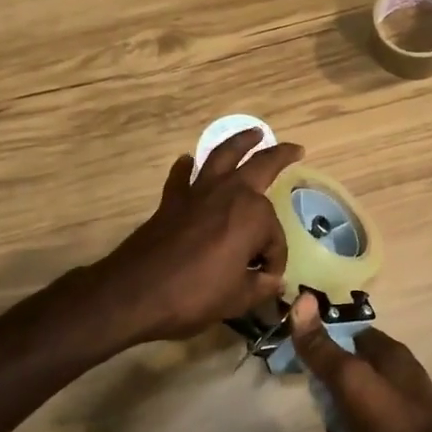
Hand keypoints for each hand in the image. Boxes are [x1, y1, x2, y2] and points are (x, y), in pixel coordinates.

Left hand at [87, 129, 303, 344]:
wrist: (135, 292)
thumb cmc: (194, 295)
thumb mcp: (238, 299)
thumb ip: (261, 286)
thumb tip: (272, 280)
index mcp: (253, 215)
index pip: (275, 238)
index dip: (274, 261)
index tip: (266, 280)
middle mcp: (230, 193)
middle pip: (261, 166)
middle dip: (280, 156)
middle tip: (295, 149)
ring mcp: (198, 193)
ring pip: (223, 156)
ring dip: (240, 142)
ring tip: (253, 133)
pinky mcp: (172, 200)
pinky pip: (182, 177)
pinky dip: (186, 168)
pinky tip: (188, 161)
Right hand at [289, 294, 431, 431]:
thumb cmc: (391, 421)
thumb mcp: (350, 380)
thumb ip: (323, 349)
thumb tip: (302, 300)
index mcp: (391, 353)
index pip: (352, 336)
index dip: (327, 347)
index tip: (307, 367)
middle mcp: (401, 376)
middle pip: (353, 377)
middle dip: (334, 399)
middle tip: (328, 416)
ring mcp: (405, 410)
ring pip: (360, 412)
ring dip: (346, 431)